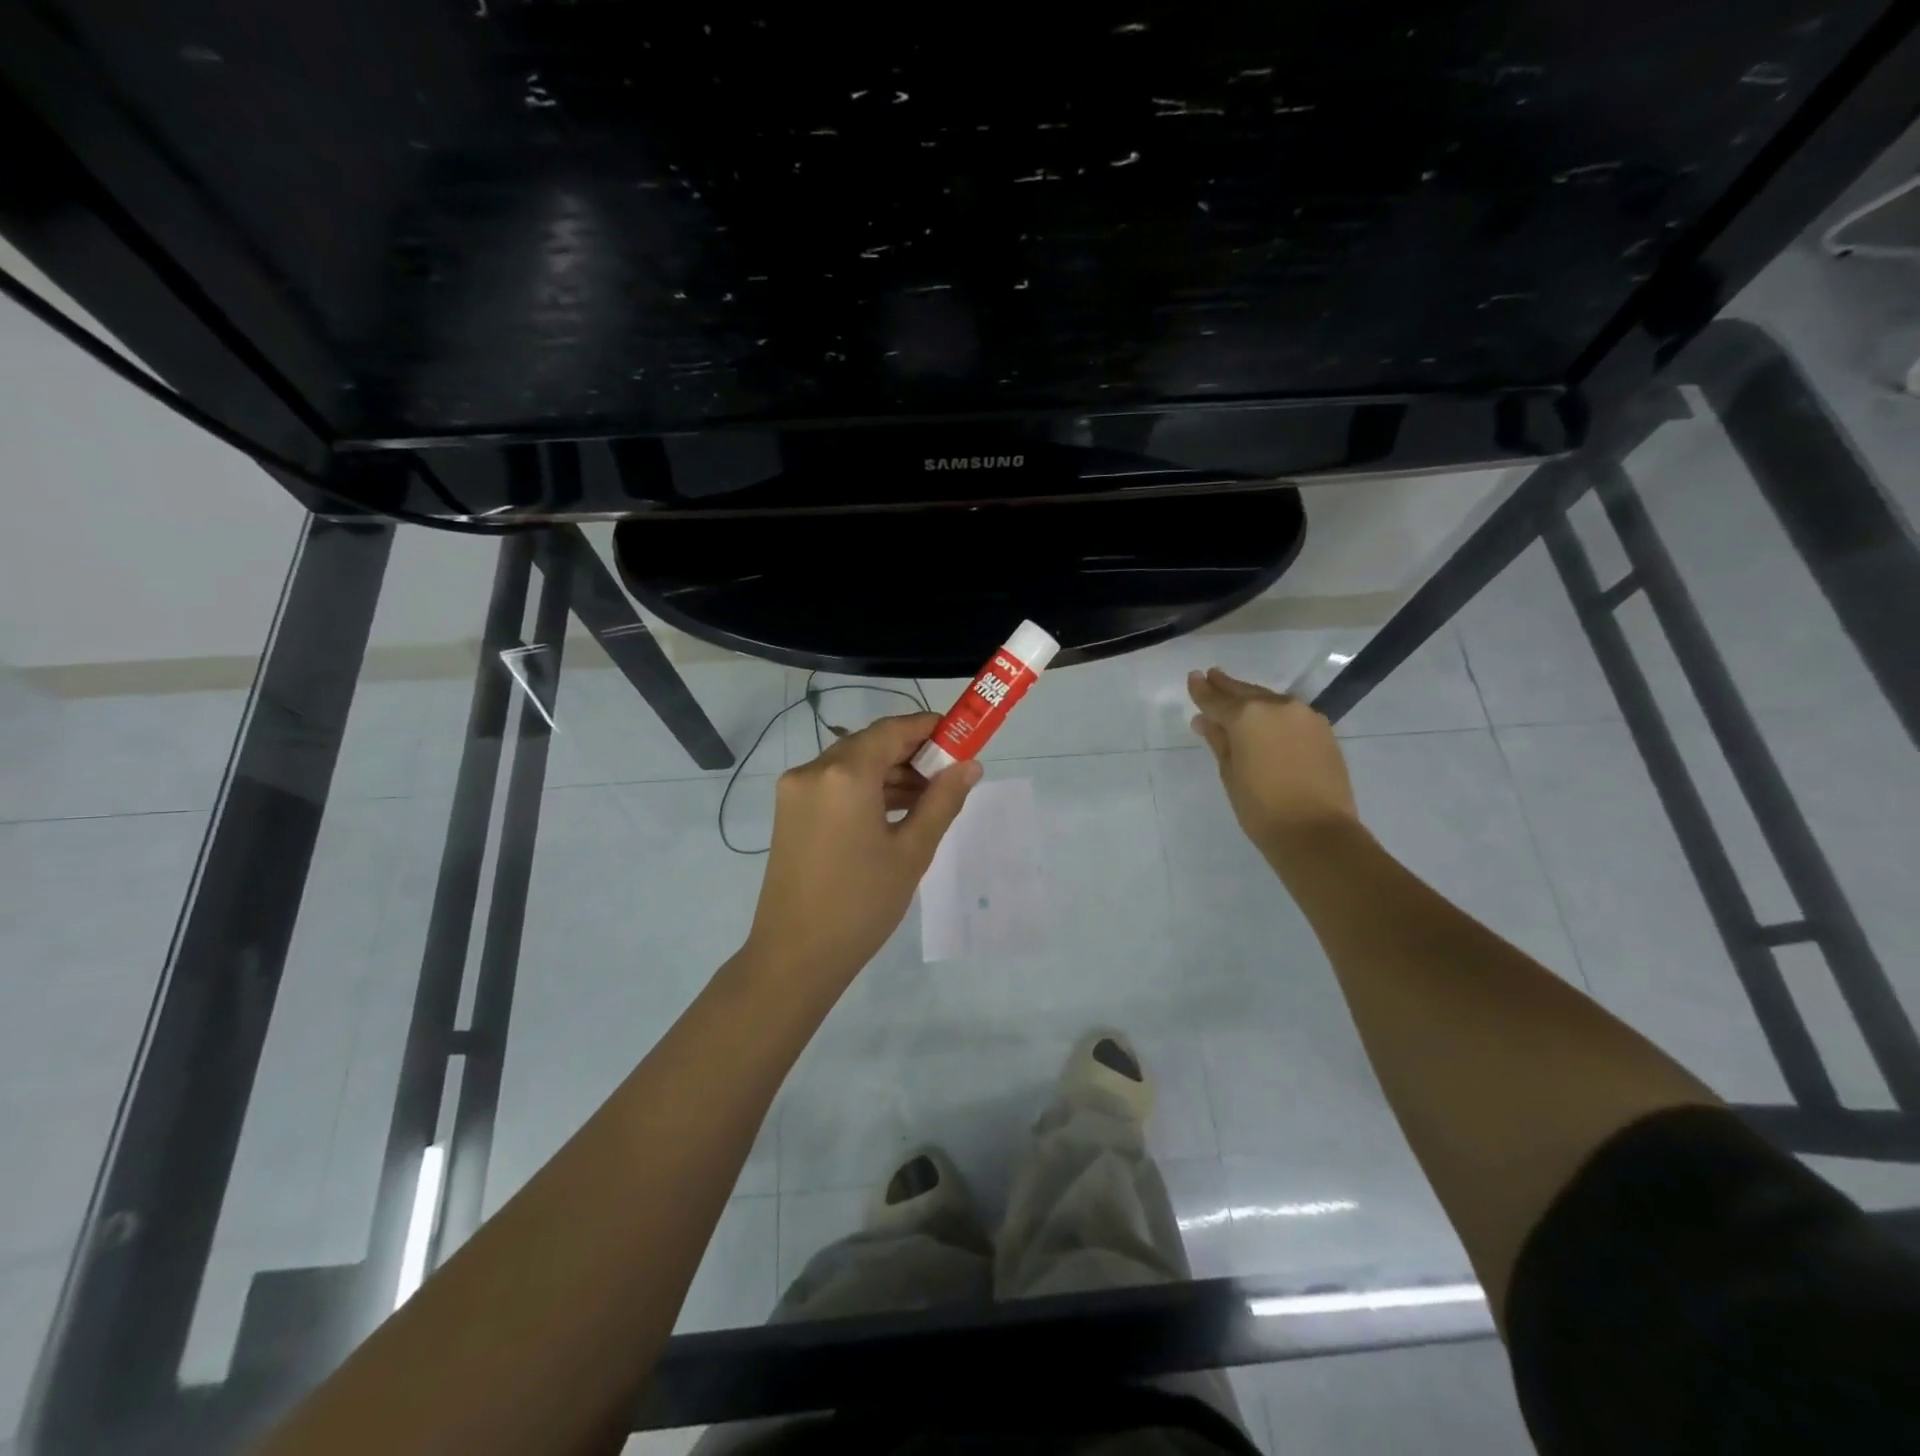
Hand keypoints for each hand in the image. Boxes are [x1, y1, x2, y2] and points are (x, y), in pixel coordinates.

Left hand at [745, 712, 980, 985]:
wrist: (795, 956)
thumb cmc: (861, 904)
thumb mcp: (911, 852)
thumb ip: (942, 801)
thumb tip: (970, 766)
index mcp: (843, 775)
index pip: (891, 730)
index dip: (928, 727)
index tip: (960, 735)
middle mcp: (813, 771)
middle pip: (870, 744)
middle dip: (911, 753)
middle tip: (949, 774)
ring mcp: (795, 791)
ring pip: (851, 765)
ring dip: (889, 773)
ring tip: (929, 797)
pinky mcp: (790, 812)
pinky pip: (834, 785)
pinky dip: (865, 790)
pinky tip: (896, 811)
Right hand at [1187, 667, 1358, 853]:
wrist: (1317, 831)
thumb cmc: (1261, 808)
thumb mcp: (1230, 773)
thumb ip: (1218, 741)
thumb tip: (1205, 721)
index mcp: (1246, 716)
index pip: (1216, 699)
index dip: (1201, 690)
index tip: (1193, 677)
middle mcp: (1276, 706)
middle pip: (1245, 692)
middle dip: (1226, 686)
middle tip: (1212, 675)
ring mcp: (1304, 715)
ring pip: (1270, 700)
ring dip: (1252, 699)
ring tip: (1236, 698)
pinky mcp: (1323, 729)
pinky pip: (1290, 714)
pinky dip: (1274, 714)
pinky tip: (1266, 720)